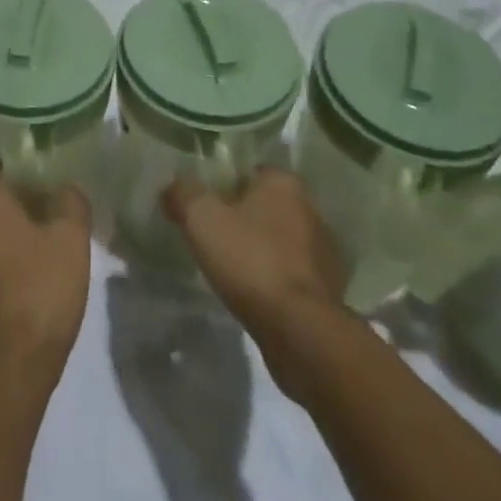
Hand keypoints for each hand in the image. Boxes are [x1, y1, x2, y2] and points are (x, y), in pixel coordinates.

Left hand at [0, 160, 90, 396]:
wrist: (4, 373)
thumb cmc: (38, 291)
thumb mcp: (71, 241)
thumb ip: (71, 203)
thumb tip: (65, 189)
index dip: (15, 167)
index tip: (41, 177)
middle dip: (12, 204)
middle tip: (47, 214)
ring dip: (2, 238)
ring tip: (38, 251)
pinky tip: (22, 286)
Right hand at [162, 169, 349, 394]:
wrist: (299, 330)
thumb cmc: (250, 259)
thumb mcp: (201, 217)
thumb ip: (183, 193)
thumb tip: (173, 188)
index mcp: (284, 184)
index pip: (252, 171)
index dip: (227, 184)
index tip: (207, 203)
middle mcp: (310, 210)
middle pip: (268, 205)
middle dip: (245, 217)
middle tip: (215, 234)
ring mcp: (324, 252)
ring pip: (282, 240)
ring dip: (262, 249)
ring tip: (232, 267)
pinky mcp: (328, 289)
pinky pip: (292, 274)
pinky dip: (275, 279)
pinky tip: (254, 293)